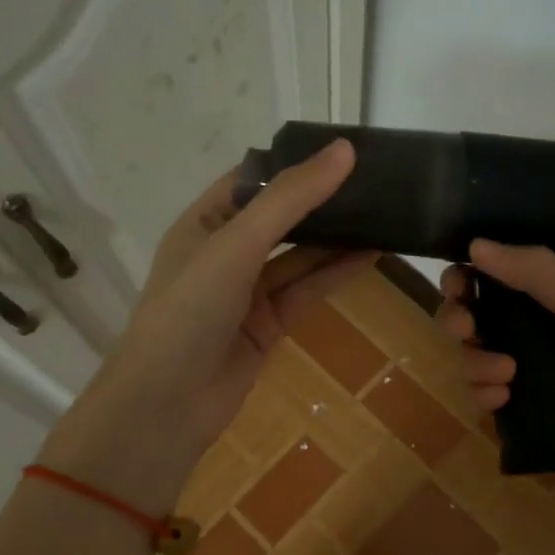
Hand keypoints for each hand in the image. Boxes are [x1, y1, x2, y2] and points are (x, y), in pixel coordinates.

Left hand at [41, 140, 375, 493]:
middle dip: (323, 201)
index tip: (344, 149)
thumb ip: (289, 200)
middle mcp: (225, 252)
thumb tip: (343, 150)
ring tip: (386, 213)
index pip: (253, 180)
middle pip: (282, 218)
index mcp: (203, 223)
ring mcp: (247, 291)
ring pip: (300, 256)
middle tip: (377, 180)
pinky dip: (336, 274)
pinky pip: (306, 290)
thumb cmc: (189, 311)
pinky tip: (372, 254)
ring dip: (338, 238)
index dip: (295, 163)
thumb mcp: (236, 245)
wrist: (168, 405)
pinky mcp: (268, 324)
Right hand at [439, 241, 554, 513]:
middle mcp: (540, 339)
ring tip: (505, 376)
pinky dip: (484, 399)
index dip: (468, 279)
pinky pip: (489, 405)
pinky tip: (502, 401)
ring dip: (475, 364)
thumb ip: (539, 276)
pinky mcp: (531, 422)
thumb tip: (476, 243)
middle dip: (460, 321)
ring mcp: (534, 381)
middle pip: (476, 322)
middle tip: (466, 329)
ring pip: (476, 363)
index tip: (457, 284)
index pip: (497, 283)